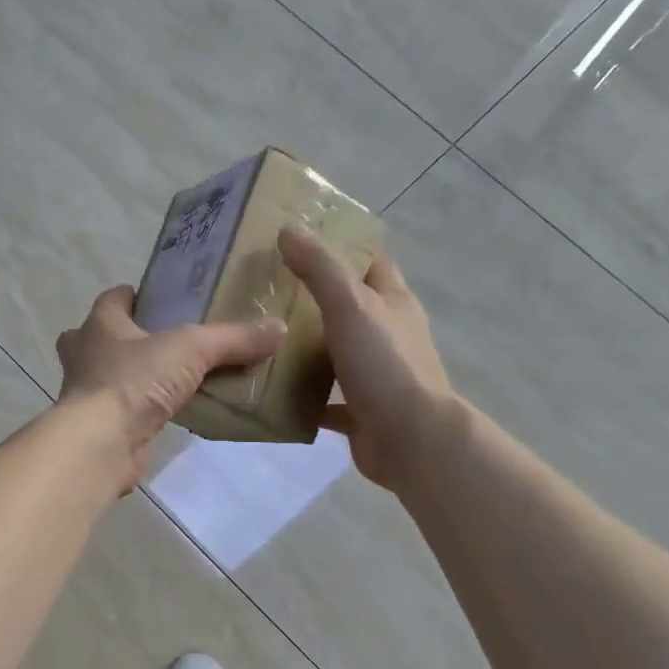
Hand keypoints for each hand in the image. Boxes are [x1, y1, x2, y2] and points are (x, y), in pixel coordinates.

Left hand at [55, 286, 286, 483]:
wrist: (100, 444)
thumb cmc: (134, 381)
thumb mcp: (192, 350)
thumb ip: (233, 338)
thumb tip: (278, 328)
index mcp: (99, 324)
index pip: (114, 298)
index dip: (137, 296)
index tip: (166, 301)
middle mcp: (84, 354)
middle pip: (103, 336)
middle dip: (128, 337)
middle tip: (167, 342)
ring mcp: (86, 393)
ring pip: (109, 375)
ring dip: (134, 375)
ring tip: (173, 378)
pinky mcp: (98, 426)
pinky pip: (122, 409)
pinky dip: (140, 409)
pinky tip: (169, 413)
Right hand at [278, 224, 456, 490]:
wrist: (411, 439)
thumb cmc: (385, 365)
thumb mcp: (350, 306)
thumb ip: (320, 268)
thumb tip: (288, 228)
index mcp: (393, 302)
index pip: (368, 262)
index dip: (338, 248)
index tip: (295, 242)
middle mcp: (387, 334)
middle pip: (347, 307)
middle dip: (310, 298)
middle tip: (262, 290)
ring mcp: (375, 374)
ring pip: (334, 352)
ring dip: (304, 347)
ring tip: (258, 336)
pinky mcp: (360, 411)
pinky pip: (325, 398)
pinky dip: (302, 395)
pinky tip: (269, 390)